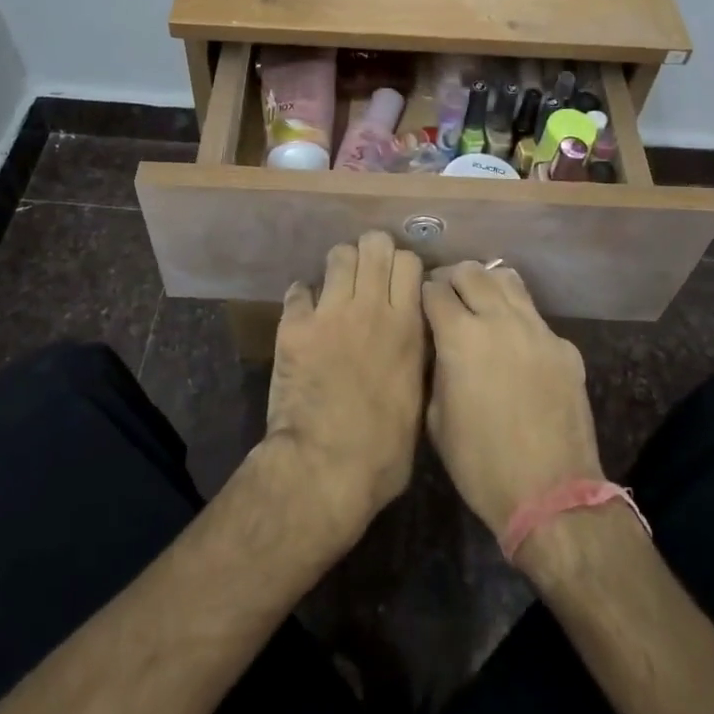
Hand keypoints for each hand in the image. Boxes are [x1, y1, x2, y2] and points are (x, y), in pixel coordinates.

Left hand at [264, 232, 426, 549]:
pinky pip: (298, 290)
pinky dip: (302, 298)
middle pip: (374, 245)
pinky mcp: (293, 326)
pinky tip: (305, 315)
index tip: (399, 283)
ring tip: (337, 288)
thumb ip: (417, 359)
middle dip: (372, 252)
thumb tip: (413, 339)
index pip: (410, 262)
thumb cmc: (383, 451)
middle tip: (368, 274)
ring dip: (339, 267)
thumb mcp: (419, 403)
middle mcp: (370, 308)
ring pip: (337, 256)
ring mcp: (329, 313)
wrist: (324, 468)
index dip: (404, 267)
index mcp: (407, 327)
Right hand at [422, 262, 602, 541]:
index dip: (422, 293)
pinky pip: (535, 317)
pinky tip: (514, 345)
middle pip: (471, 271)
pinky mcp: (565, 348)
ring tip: (479, 304)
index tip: (419, 305)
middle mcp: (500, 320)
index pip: (434, 289)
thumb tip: (437, 347)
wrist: (551, 496)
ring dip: (487, 285)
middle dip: (452, 278)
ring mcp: (538, 330)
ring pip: (508, 280)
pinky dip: (517, 318)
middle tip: (445, 297)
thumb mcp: (435, 418)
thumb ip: (434, 369)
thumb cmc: (480, 463)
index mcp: (461, 336)